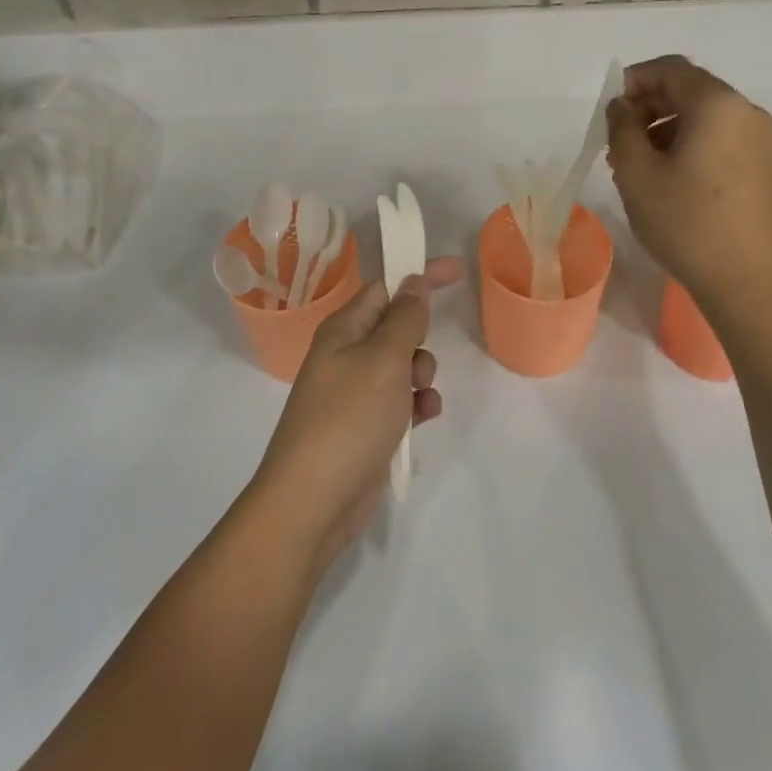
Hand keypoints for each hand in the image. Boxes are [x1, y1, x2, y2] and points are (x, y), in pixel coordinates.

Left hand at [253, 256, 463, 570]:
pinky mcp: (366, 426)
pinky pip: (401, 401)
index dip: (419, 276)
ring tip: (418, 397)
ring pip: (403, 366)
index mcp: (343, 331)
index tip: (457, 269)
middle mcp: (346, 356)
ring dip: (421, 375)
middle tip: (419, 360)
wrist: (314, 500)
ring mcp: (355, 393)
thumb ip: (405, 318)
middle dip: (420, 338)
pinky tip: (421, 420)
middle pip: (395, 327)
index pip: (385, 288)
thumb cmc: (349, 418)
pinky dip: (416, 405)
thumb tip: (413, 281)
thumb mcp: (384, 359)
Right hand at [606, 55, 771, 304]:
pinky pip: (719, 138)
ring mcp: (760, 139)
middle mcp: (745, 111)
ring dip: (665, 129)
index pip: (670, 69)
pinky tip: (667, 180)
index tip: (608, 112)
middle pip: (689, 90)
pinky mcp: (763, 166)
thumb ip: (621, 129)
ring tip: (636, 168)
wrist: (749, 280)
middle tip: (617, 144)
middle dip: (648, 108)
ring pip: (703, 117)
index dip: (633, 81)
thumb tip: (622, 107)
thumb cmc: (686, 222)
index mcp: (717, 104)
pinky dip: (688, 145)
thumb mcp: (637, 174)